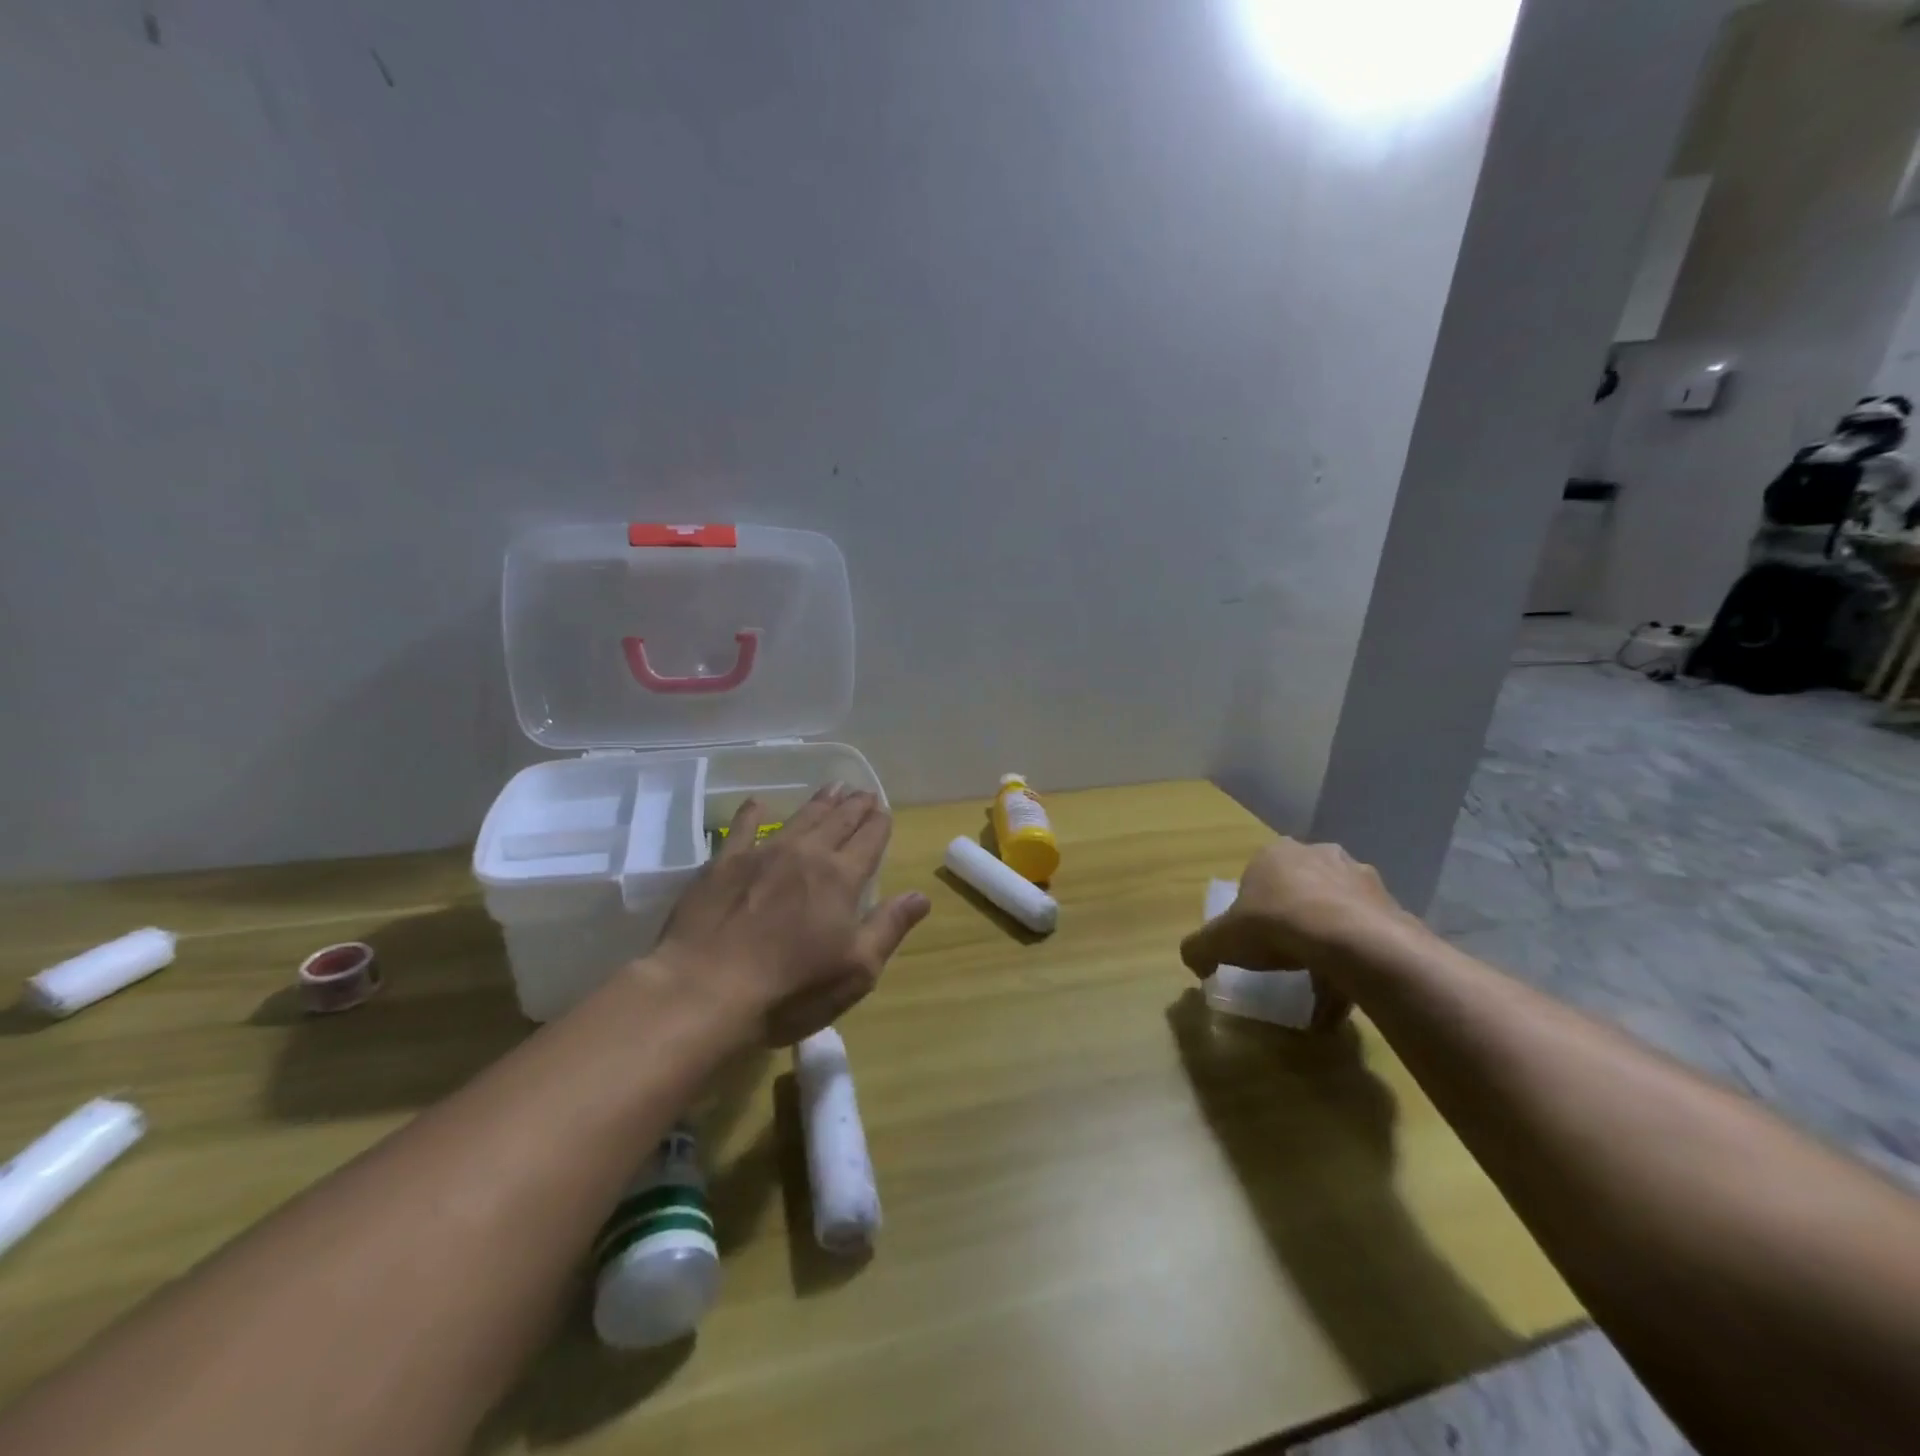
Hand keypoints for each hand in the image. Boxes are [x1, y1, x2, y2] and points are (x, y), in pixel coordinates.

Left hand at [652, 784, 930, 1045]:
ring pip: (799, 819)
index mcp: (841, 879)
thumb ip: (889, 927)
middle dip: (854, 806)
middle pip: (838, 821)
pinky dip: (753, 813)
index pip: (869, 840)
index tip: (884, 810)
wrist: (704, 991)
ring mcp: (762, 854)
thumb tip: (920, 896)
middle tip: (863, 792)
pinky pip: (742, 828)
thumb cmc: (790, 990)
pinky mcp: (723, 864)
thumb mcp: (856, 970)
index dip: (879, 824)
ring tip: (832, 788)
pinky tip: (758, 804)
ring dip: (819, 802)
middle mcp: (806, 855)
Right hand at [1179, 838, 1412, 1030]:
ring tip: (1320, 977)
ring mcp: (1360, 878)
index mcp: (1276, 853)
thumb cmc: (1276, 925)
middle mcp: (1319, 854)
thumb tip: (1194, 961)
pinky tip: (1346, 988)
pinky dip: (1356, 958)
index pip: (1259, 876)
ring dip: (1329, 937)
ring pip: (1337, 908)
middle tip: (1286, 952)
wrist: (1351, 940)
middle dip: (1295, 916)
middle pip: (1301, 888)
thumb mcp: (1221, 941)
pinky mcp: (1391, 905)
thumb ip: (1200, 949)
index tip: (1253, 937)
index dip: (1254, 907)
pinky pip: (1366, 934)